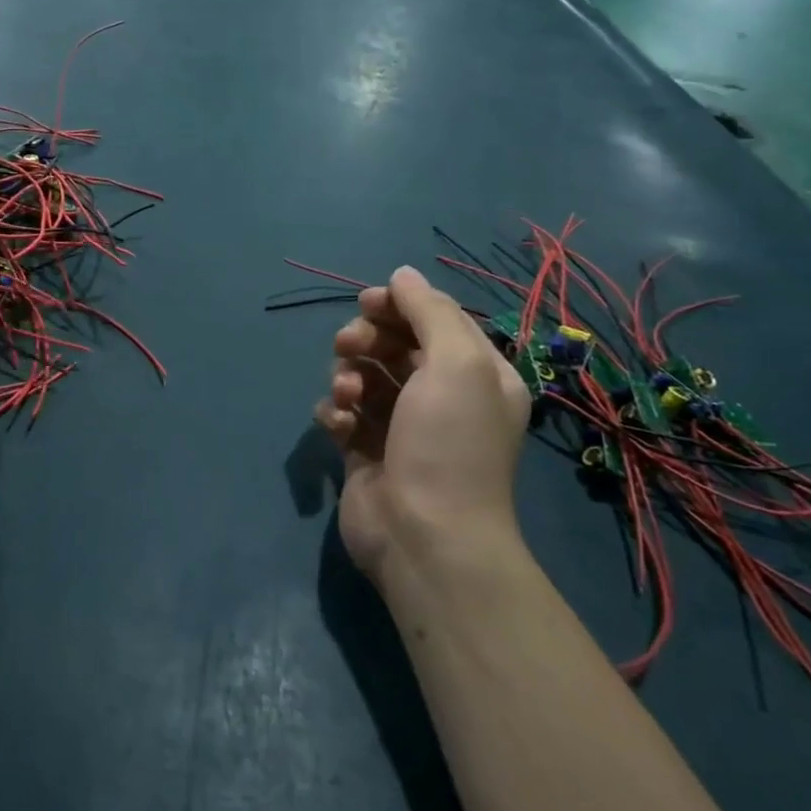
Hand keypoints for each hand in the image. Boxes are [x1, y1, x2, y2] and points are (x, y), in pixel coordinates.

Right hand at [314, 266, 530, 586]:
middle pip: (393, 344)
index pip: (434, 319)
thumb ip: (430, 310)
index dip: (398, 304)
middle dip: (365, 340)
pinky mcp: (364, 451)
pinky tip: (339, 427)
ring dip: (347, 376)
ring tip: (347, 397)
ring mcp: (399, 426)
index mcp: (475, 373)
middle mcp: (440, 396)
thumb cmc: (449, 443)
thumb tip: (403, 274)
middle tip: (348, 348)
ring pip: (362, 376)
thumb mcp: (457, 363)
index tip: (367, 302)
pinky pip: (342, 414)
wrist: (425, 537)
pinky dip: (335, 413)